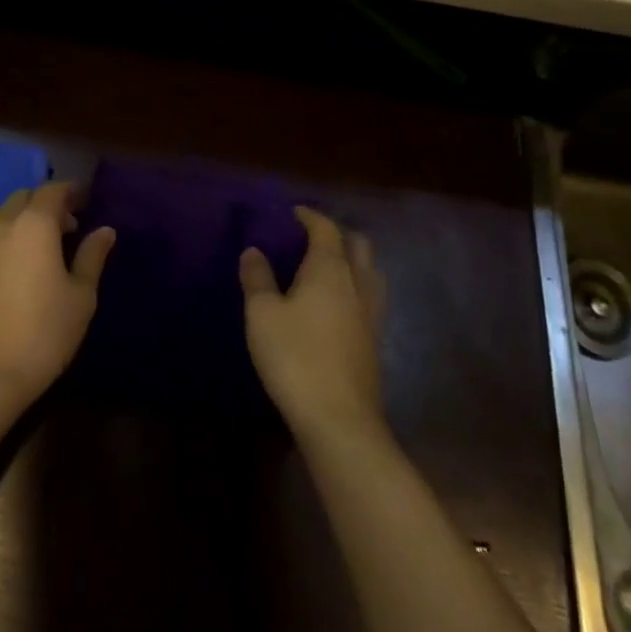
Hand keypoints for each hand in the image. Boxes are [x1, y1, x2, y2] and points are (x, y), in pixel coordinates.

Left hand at [0, 182, 114, 404]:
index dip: (71, 191)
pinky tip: (21, 268)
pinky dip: (9, 241)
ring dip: (26, 221)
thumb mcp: (81, 294)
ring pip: (5, 218)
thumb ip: (92, 256)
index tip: (87, 200)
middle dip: (47, 203)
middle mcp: (2, 226)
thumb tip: (104, 230)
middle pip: (25, 198)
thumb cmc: (45, 331)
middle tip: (70, 225)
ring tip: (47, 248)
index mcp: (34, 224)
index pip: (53, 190)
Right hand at [240, 207, 386, 443]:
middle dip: (338, 234)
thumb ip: (257, 278)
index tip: (293, 212)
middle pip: (358, 244)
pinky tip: (339, 306)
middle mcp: (357, 283)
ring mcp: (371, 313)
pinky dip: (357, 288)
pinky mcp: (375, 341)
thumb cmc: (295, 357)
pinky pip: (371, 299)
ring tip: (329, 268)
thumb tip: (254, 251)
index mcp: (330, 269)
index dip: (310, 216)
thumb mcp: (262, 315)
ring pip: (371, 272)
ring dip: (353, 261)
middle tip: (312, 238)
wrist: (339, 419)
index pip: (326, 229)